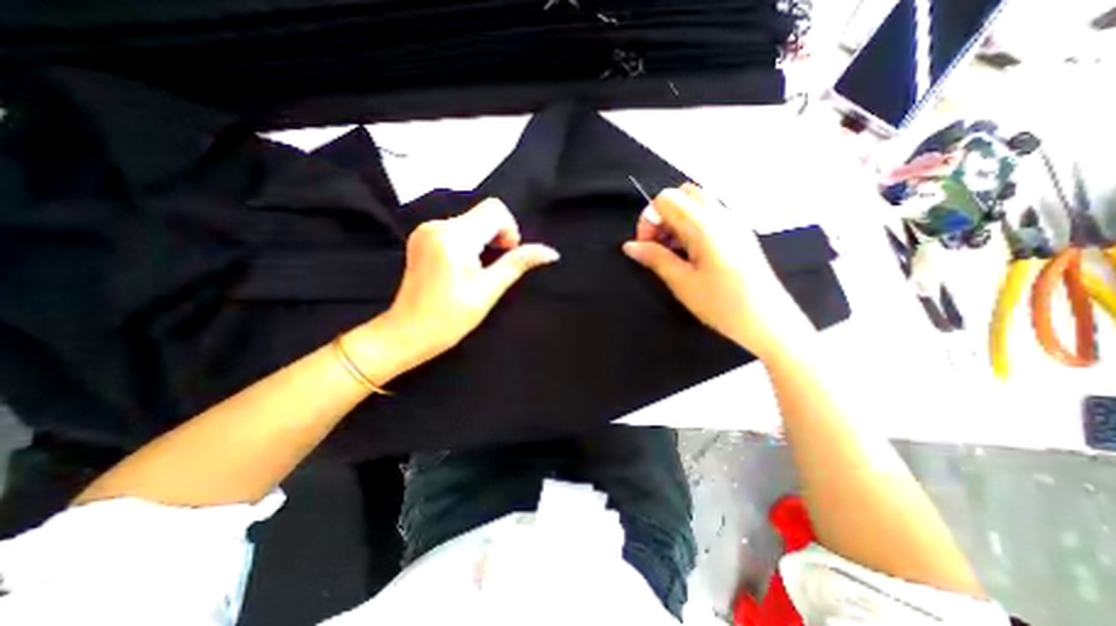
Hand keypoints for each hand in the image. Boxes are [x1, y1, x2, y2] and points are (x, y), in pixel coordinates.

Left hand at [368, 198, 557, 374]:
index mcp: (453, 236)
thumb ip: (518, 263)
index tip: (505, 257)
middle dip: (498, 236)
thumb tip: (550, 252)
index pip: (494, 210)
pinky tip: (465, 266)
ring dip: (485, 240)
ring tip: (479, 270)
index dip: (509, 230)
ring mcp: (426, 230)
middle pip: (483, 213)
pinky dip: (470, 242)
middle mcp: (437, 225)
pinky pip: (457, 229)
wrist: (408, 333)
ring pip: (472, 221)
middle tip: (494, 267)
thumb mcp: (489, 290)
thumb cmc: (450, 317)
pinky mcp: (422, 238)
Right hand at [625, 183, 817, 359]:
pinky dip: (692, 225)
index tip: (645, 246)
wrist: (768, 321)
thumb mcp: (682, 283)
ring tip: (673, 252)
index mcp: (705, 225)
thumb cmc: (722, 304)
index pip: (666, 199)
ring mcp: (734, 222)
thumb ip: (655, 258)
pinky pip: (710, 215)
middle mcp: (721, 215)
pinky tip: (691, 253)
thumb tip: (629, 246)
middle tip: (658, 245)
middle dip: (662, 215)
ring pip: (696, 203)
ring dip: (677, 220)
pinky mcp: (740, 232)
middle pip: (682, 194)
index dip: (649, 219)